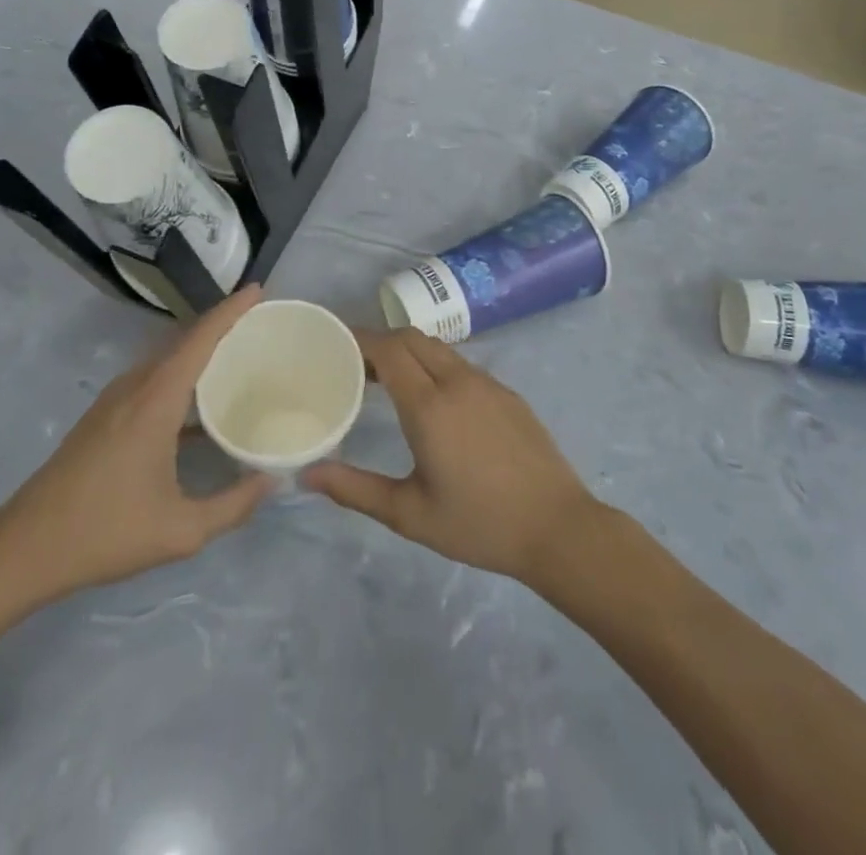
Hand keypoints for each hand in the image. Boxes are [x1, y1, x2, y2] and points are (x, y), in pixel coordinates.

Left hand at [0, 286, 273, 606]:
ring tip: (238, 358)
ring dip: (200, 351)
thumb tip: (272, 481)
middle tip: (262, 327)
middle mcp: (135, 387)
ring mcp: (115, 399)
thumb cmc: (106, 532)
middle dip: (222, 326)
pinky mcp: (104, 415)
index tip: (258, 289)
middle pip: (184, 341)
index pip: (200, 338)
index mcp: (156, 400)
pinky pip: (153, 379)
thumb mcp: (181, 530)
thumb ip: (234, 505)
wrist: (25, 548)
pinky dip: (182, 376)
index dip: (231, 310)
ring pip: (166, 359)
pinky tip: (199, 405)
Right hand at [301, 329, 602, 584]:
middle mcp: (457, 382)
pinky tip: (433, 401)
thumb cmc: (479, 524)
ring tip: (387, 380)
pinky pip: (461, 364)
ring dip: (409, 351)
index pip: (388, 349)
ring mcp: (487, 383)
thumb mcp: (410, 514)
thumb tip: (307, 475)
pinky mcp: (507, 393)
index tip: (335, 349)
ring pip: (438, 348)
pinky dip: (435, 365)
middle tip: (356, 367)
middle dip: (380, 341)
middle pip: (411, 337)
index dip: (359, 341)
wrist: (558, 528)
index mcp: (430, 405)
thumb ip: (355, 490)